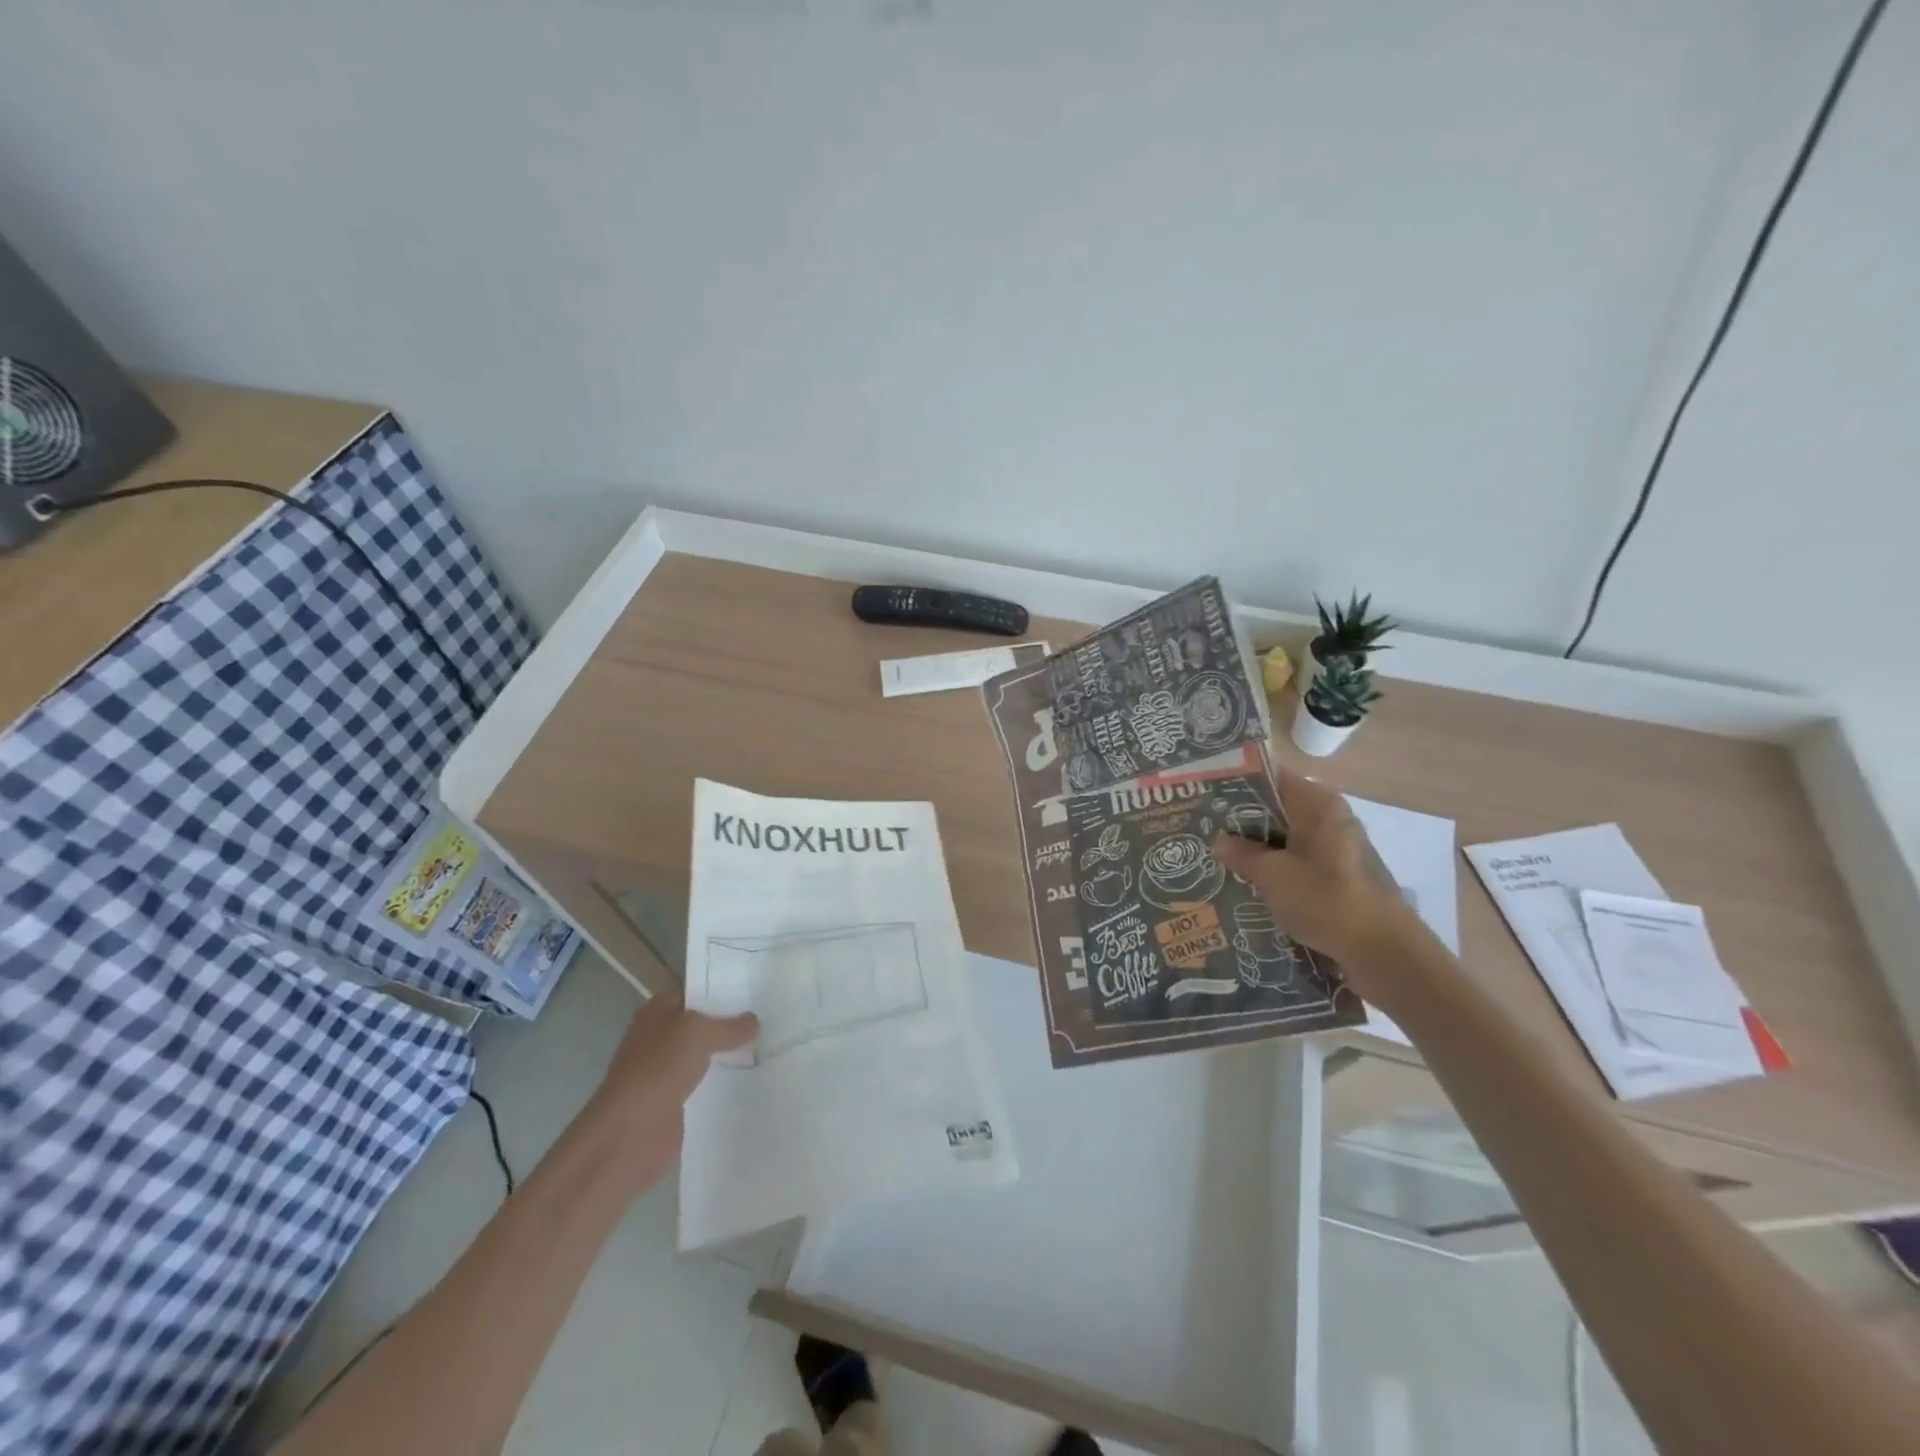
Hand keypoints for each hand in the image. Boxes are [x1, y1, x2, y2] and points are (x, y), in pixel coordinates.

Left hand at [589, 988, 757, 1188]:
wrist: (630, 1134)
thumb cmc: (658, 1069)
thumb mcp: (698, 1033)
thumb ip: (729, 1025)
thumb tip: (754, 1021)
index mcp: (658, 1011)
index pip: (693, 989)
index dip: (720, 984)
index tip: (754, 984)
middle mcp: (661, 1037)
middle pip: (702, 1021)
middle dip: (732, 1019)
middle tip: (770, 1012)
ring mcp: (668, 1070)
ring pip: (707, 1053)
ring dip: (731, 1051)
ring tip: (770, 1042)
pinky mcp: (677, 1100)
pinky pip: (708, 1082)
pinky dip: (726, 1080)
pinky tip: (755, 1075)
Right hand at [1211, 768, 1426, 993]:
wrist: (1384, 953)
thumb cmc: (1327, 901)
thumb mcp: (1273, 875)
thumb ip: (1242, 853)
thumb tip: (1219, 840)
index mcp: (1318, 805)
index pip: (1271, 779)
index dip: (1236, 785)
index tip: (1205, 797)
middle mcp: (1331, 819)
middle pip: (1277, 809)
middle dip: (1242, 822)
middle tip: (1203, 831)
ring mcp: (1338, 849)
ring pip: (1286, 839)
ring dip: (1257, 850)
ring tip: (1218, 860)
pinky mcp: (1340, 878)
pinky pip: (1298, 863)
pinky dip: (1275, 870)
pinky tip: (1248, 885)